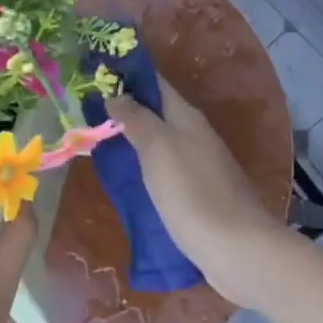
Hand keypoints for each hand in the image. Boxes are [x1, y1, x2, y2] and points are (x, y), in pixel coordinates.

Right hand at [107, 84, 288, 307]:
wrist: (236, 249)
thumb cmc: (192, 193)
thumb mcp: (158, 148)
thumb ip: (137, 119)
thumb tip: (117, 95)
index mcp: (187, 118)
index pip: (157, 84)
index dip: (130, 76)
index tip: (97, 73)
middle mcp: (196, 136)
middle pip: (158, 114)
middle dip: (127, 109)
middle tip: (87, 111)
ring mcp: (200, 167)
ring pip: (161, 143)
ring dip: (135, 140)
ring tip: (99, 143)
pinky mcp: (199, 196)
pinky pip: (166, 171)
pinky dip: (145, 168)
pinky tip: (128, 180)